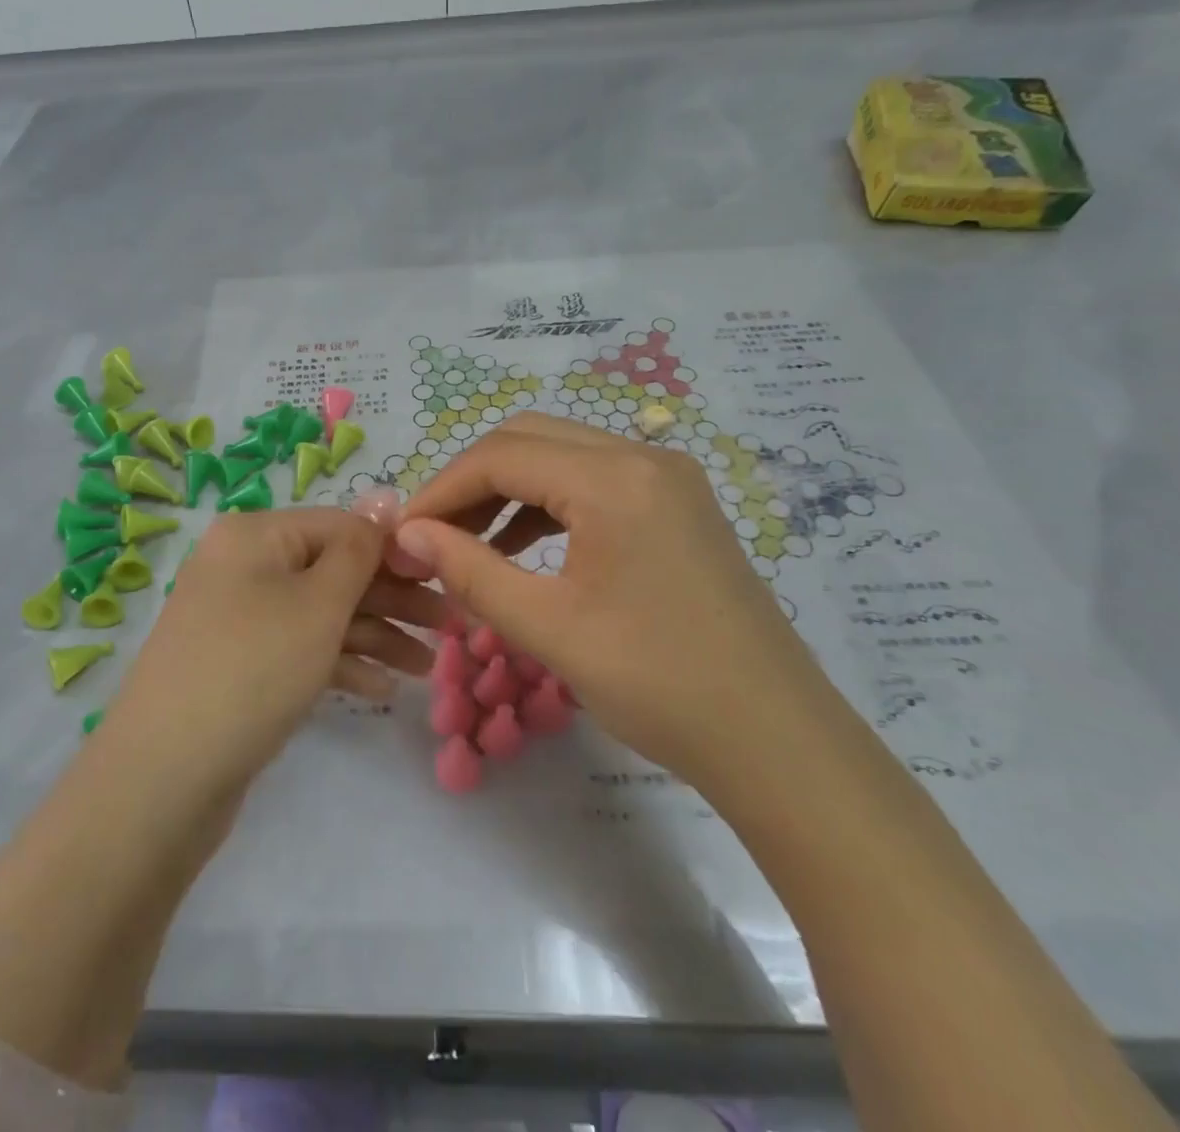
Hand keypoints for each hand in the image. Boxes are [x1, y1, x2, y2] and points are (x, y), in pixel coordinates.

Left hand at [105, 509, 442, 793]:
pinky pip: (298, 649)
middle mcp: (243, 566)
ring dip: (374, 635)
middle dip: (392, 598)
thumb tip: (385, 496)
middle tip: (448, 627)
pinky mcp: (238, 665)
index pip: (340, 525)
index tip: (445, 578)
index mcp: (255, 535)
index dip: (394, 550)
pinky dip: (338, 663)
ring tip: (426, 667)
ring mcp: (238, 618)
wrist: (162, 778)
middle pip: (332, 570)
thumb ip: (359, 549)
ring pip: (320, 613)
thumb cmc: (253, 669)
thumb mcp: (318, 603)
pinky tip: (379, 690)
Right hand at [393, 413, 831, 783]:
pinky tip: (523, 549)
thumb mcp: (548, 628)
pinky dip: (548, 504)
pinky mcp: (678, 504)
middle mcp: (643, 457)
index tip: (403, 533)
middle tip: (432, 535)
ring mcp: (667, 478)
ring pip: (562, 456)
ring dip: (508, 490)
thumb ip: (470, 571)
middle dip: (471, 481)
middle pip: (529, 439)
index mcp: (613, 479)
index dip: (441, 489)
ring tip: (470, 544)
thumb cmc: (659, 684)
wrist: (776, 740)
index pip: (500, 456)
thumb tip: (408, 535)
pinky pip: (594, 482)